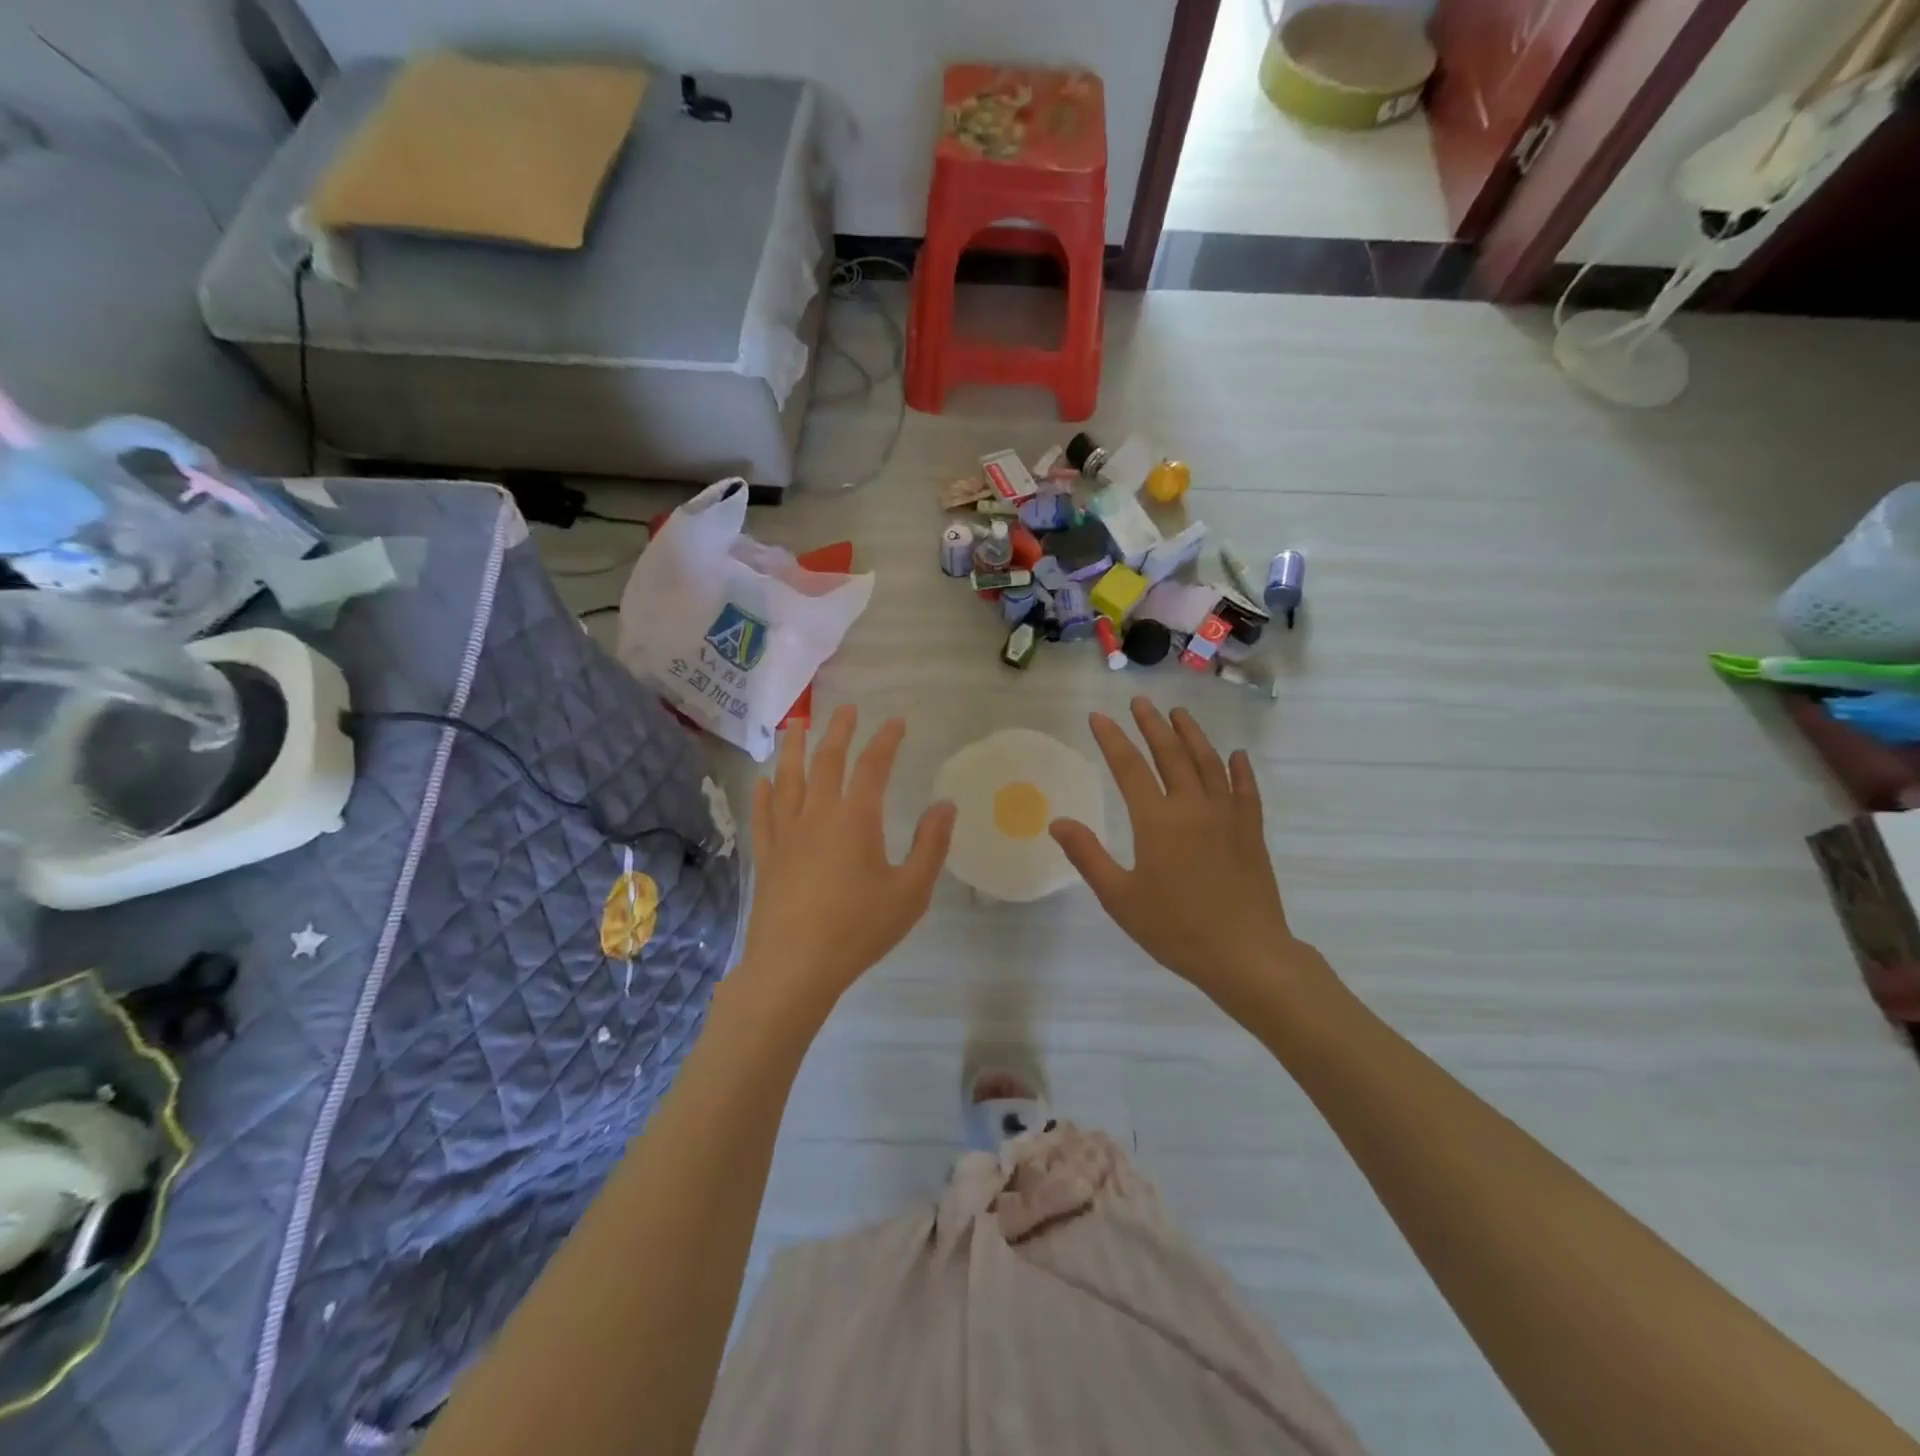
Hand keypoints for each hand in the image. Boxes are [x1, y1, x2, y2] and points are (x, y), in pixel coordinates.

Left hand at [735, 706, 955, 1017]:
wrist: (794, 967)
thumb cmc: (858, 929)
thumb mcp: (910, 892)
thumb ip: (931, 845)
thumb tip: (945, 805)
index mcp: (855, 819)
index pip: (873, 766)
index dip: (886, 740)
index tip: (897, 721)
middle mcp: (817, 815)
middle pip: (826, 760)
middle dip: (839, 730)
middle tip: (847, 708)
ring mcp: (786, 834)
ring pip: (787, 778)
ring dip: (793, 747)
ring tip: (796, 724)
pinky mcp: (766, 856)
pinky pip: (763, 814)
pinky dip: (764, 792)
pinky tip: (763, 781)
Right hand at [1049, 698, 1317, 1004]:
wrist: (1246, 955)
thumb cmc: (1176, 929)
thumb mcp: (1120, 898)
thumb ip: (1088, 856)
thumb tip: (1057, 822)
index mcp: (1157, 821)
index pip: (1129, 767)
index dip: (1112, 739)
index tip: (1098, 716)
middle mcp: (1193, 807)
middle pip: (1171, 754)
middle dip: (1152, 725)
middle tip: (1140, 702)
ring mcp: (1227, 816)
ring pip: (1209, 763)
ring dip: (1192, 735)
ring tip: (1179, 714)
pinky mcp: (1252, 832)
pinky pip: (1246, 790)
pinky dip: (1239, 769)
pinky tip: (1235, 755)